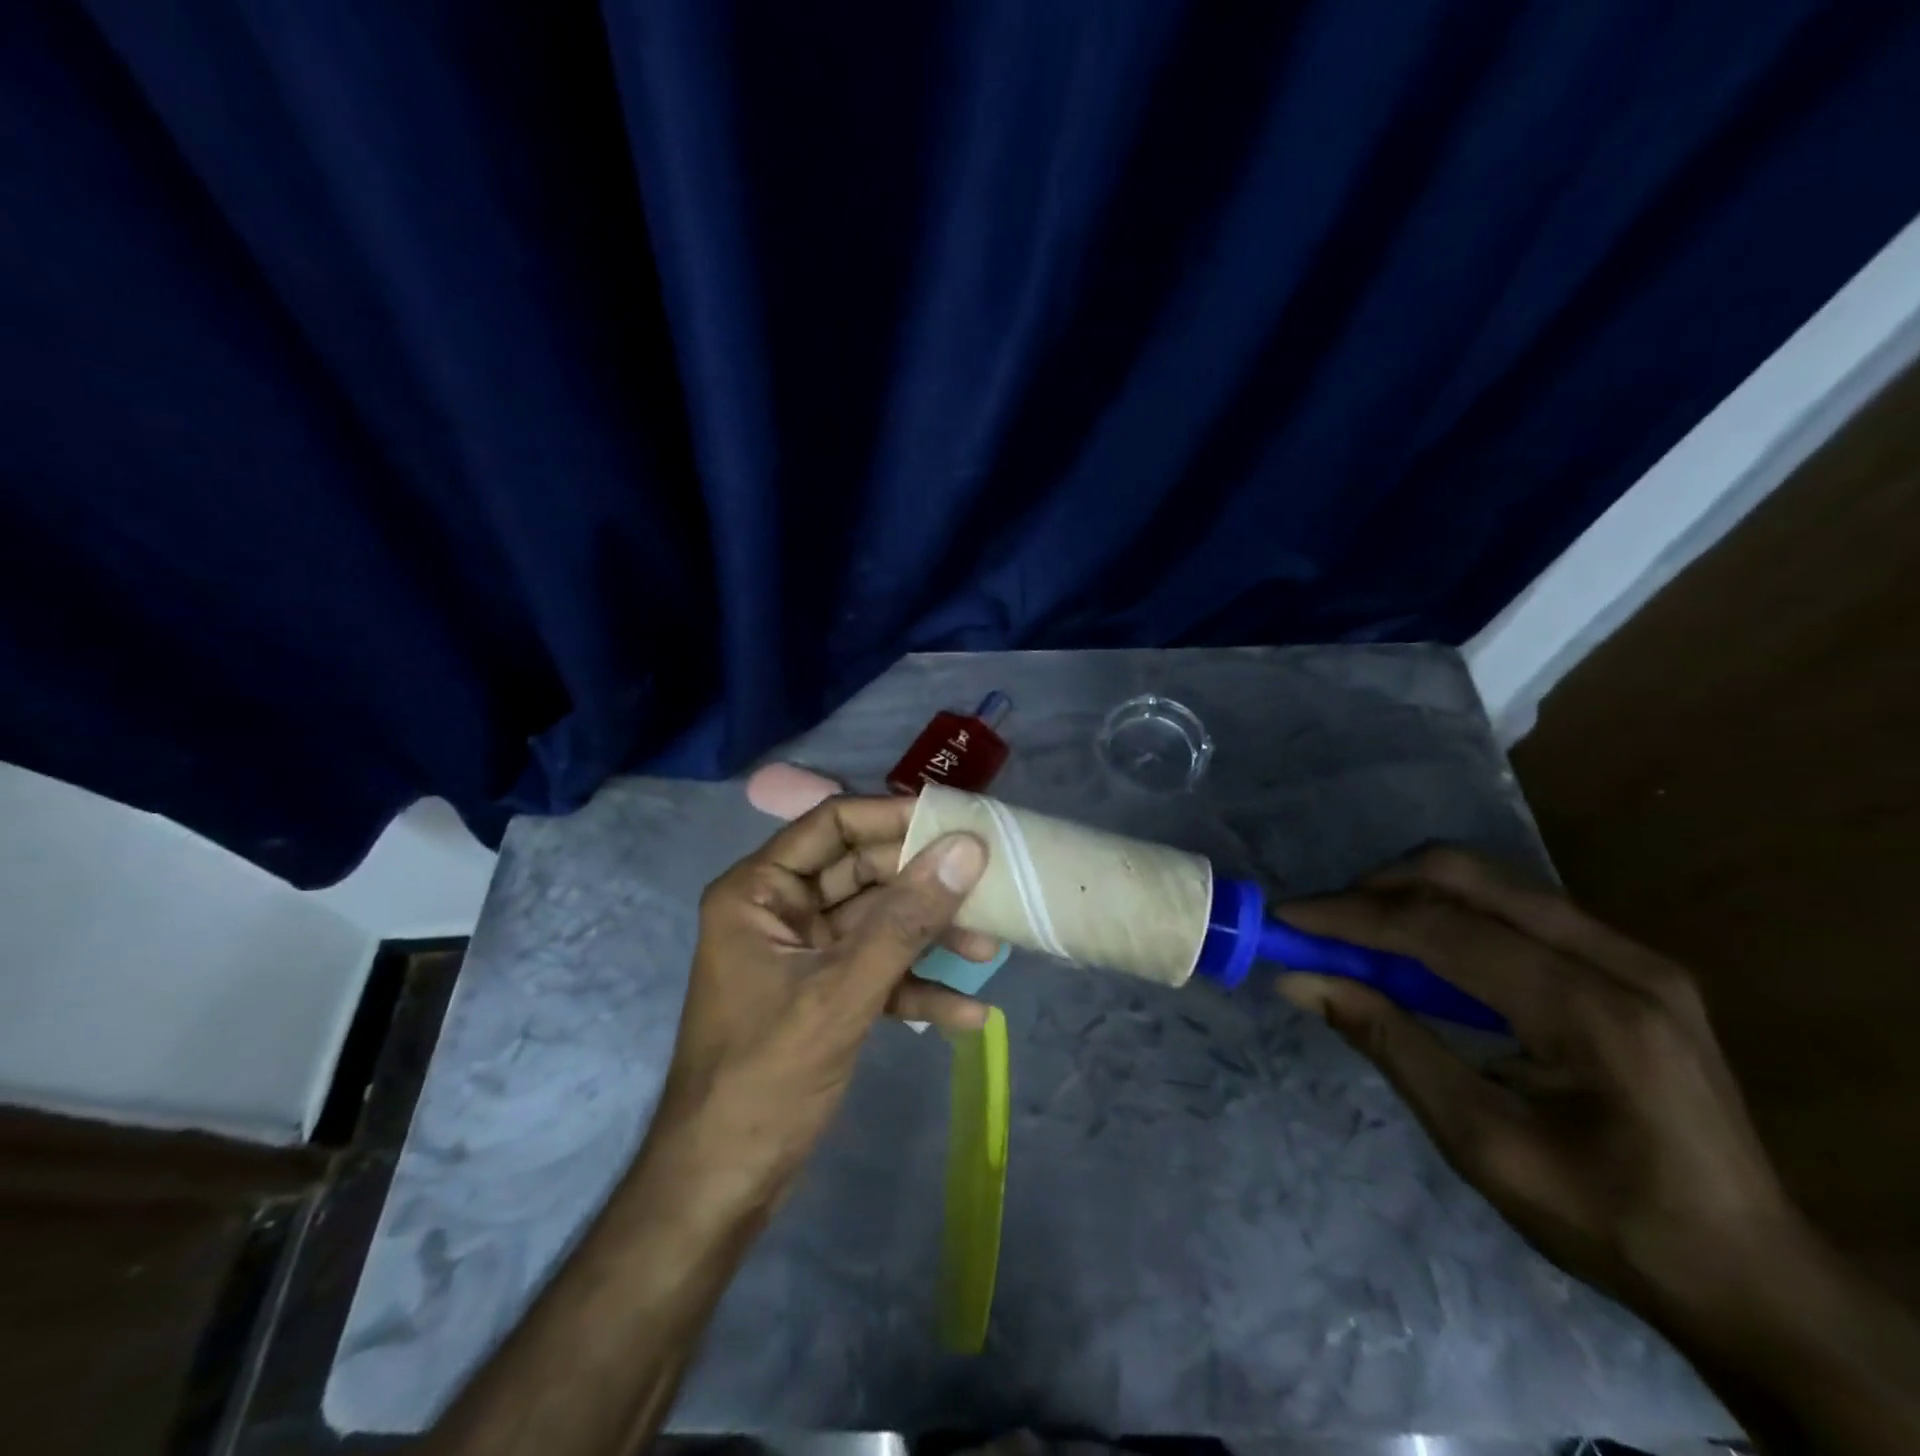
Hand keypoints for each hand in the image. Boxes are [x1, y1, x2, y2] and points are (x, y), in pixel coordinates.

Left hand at [648, 795, 991, 1209]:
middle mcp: (780, 910)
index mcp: (759, 891)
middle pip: (863, 872)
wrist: (722, 1188)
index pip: (833, 824)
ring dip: (929, 935)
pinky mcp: (824, 993)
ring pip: (877, 922)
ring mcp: (804, 954)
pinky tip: (967, 1012)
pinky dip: (917, 985)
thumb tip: (966, 849)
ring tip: (990, 948)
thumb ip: (906, 921)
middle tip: (988, 885)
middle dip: (923, 885)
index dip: (894, 817)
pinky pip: (878, 971)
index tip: (957, 822)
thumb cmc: (765, 1079)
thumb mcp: (841, 993)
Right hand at [1276, 847, 1803, 1329]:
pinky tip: (1422, 951)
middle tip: (1321, 926)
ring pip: (1489, 879)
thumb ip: (1388, 1043)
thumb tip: (1298, 981)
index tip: (1285, 919)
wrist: (1750, 1269)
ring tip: (1359, 935)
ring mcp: (1633, 952)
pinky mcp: (1629, 959)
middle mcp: (1621, 959)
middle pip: (1467, 877)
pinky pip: (1514, 903)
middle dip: (1376, 889)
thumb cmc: (1607, 1220)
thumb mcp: (1480, 1142)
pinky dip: (1449, 911)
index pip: (1443, 930)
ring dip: (1409, 894)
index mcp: (1594, 1013)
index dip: (1351, 917)